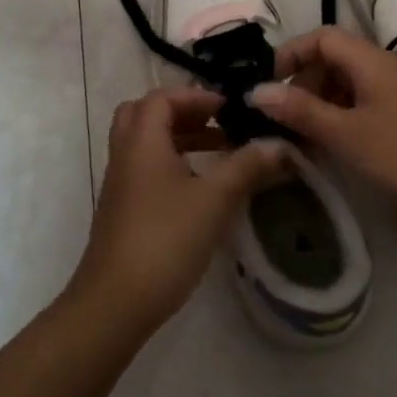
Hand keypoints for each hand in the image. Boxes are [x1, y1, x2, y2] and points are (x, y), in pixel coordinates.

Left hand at [68, 87, 290, 335]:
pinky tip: (200, 189)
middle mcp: (125, 153)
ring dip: (179, 138)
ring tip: (220, 152)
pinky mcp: (122, 209)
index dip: (196, 96)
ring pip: (145, 142)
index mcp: (142, 140)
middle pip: (146, 114)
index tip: (229, 107)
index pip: (162, 97)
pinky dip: (171, 163)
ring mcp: (120, 183)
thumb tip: (281, 145)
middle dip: (183, 112)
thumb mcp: (214, 200)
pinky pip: (145, 168)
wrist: (115, 301)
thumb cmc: (165, 239)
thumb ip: (247, 167)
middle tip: (217, 122)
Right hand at [252, 27, 396, 242]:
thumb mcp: (347, 134)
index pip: (321, 38)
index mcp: (369, 61)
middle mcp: (383, 69)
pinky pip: (361, 106)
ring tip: (301, 138)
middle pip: (332, 60)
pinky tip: (331, 149)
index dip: (291, 54)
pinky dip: (339, 119)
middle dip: (302, 83)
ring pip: (346, 85)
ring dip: (319, 104)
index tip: (268, 87)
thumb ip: (301, 111)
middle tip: (283, 119)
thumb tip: (255, 91)